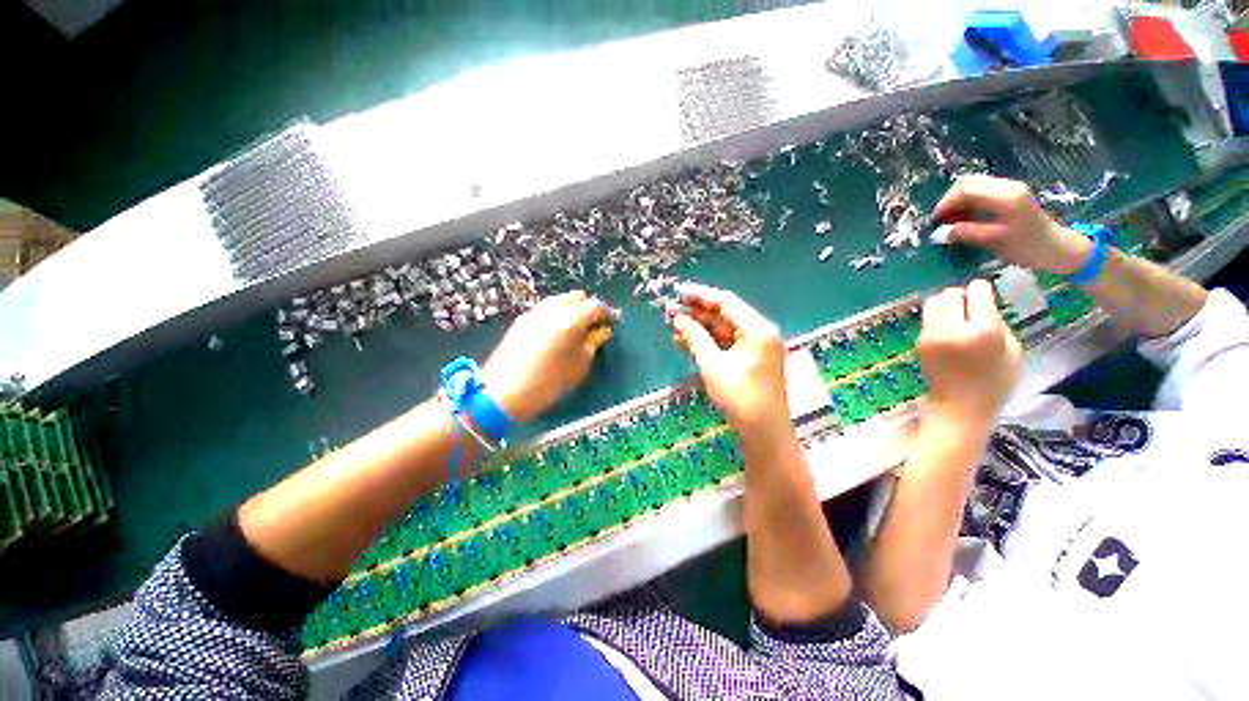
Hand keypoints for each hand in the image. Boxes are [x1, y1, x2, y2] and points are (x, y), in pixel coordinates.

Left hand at [481, 291, 613, 421]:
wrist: (499, 394)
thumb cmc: (545, 385)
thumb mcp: (577, 368)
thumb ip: (592, 345)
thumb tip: (602, 331)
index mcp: (568, 321)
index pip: (595, 306)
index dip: (606, 313)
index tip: (611, 324)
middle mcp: (550, 310)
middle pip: (577, 297)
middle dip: (588, 308)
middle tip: (593, 327)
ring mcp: (533, 313)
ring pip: (560, 300)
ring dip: (572, 309)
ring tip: (575, 331)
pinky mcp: (521, 320)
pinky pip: (546, 308)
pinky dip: (557, 314)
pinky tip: (556, 333)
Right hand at [667, 284, 792, 444]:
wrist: (763, 434)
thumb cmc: (740, 398)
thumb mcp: (713, 365)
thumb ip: (695, 338)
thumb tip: (677, 318)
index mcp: (757, 329)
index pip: (726, 302)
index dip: (699, 296)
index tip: (677, 292)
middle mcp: (758, 333)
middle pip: (723, 316)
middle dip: (696, 314)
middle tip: (669, 312)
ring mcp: (754, 348)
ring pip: (722, 331)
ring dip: (698, 329)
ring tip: (672, 326)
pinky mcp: (748, 361)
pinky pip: (724, 346)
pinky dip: (706, 343)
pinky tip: (684, 341)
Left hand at [916, 280, 1021, 434]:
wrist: (959, 405)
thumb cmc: (995, 382)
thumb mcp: (1013, 350)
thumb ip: (998, 323)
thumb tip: (983, 304)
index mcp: (984, 330)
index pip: (977, 291)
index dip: (981, 289)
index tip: (984, 295)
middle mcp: (953, 328)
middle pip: (951, 293)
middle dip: (961, 295)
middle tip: (970, 307)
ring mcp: (931, 334)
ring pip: (933, 302)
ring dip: (945, 304)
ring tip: (956, 316)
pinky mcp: (918, 341)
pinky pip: (927, 319)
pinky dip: (937, 318)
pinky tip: (948, 330)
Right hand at [932, 175, 1091, 274]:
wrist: (1056, 248)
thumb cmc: (1027, 247)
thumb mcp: (994, 241)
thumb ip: (966, 233)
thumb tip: (938, 233)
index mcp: (1005, 196)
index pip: (965, 188)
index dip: (945, 203)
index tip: (934, 221)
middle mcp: (1006, 186)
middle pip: (967, 183)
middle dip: (949, 201)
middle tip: (940, 221)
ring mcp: (1008, 188)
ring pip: (972, 187)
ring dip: (957, 203)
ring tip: (950, 222)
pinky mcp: (1007, 194)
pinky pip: (979, 192)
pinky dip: (966, 204)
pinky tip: (963, 219)